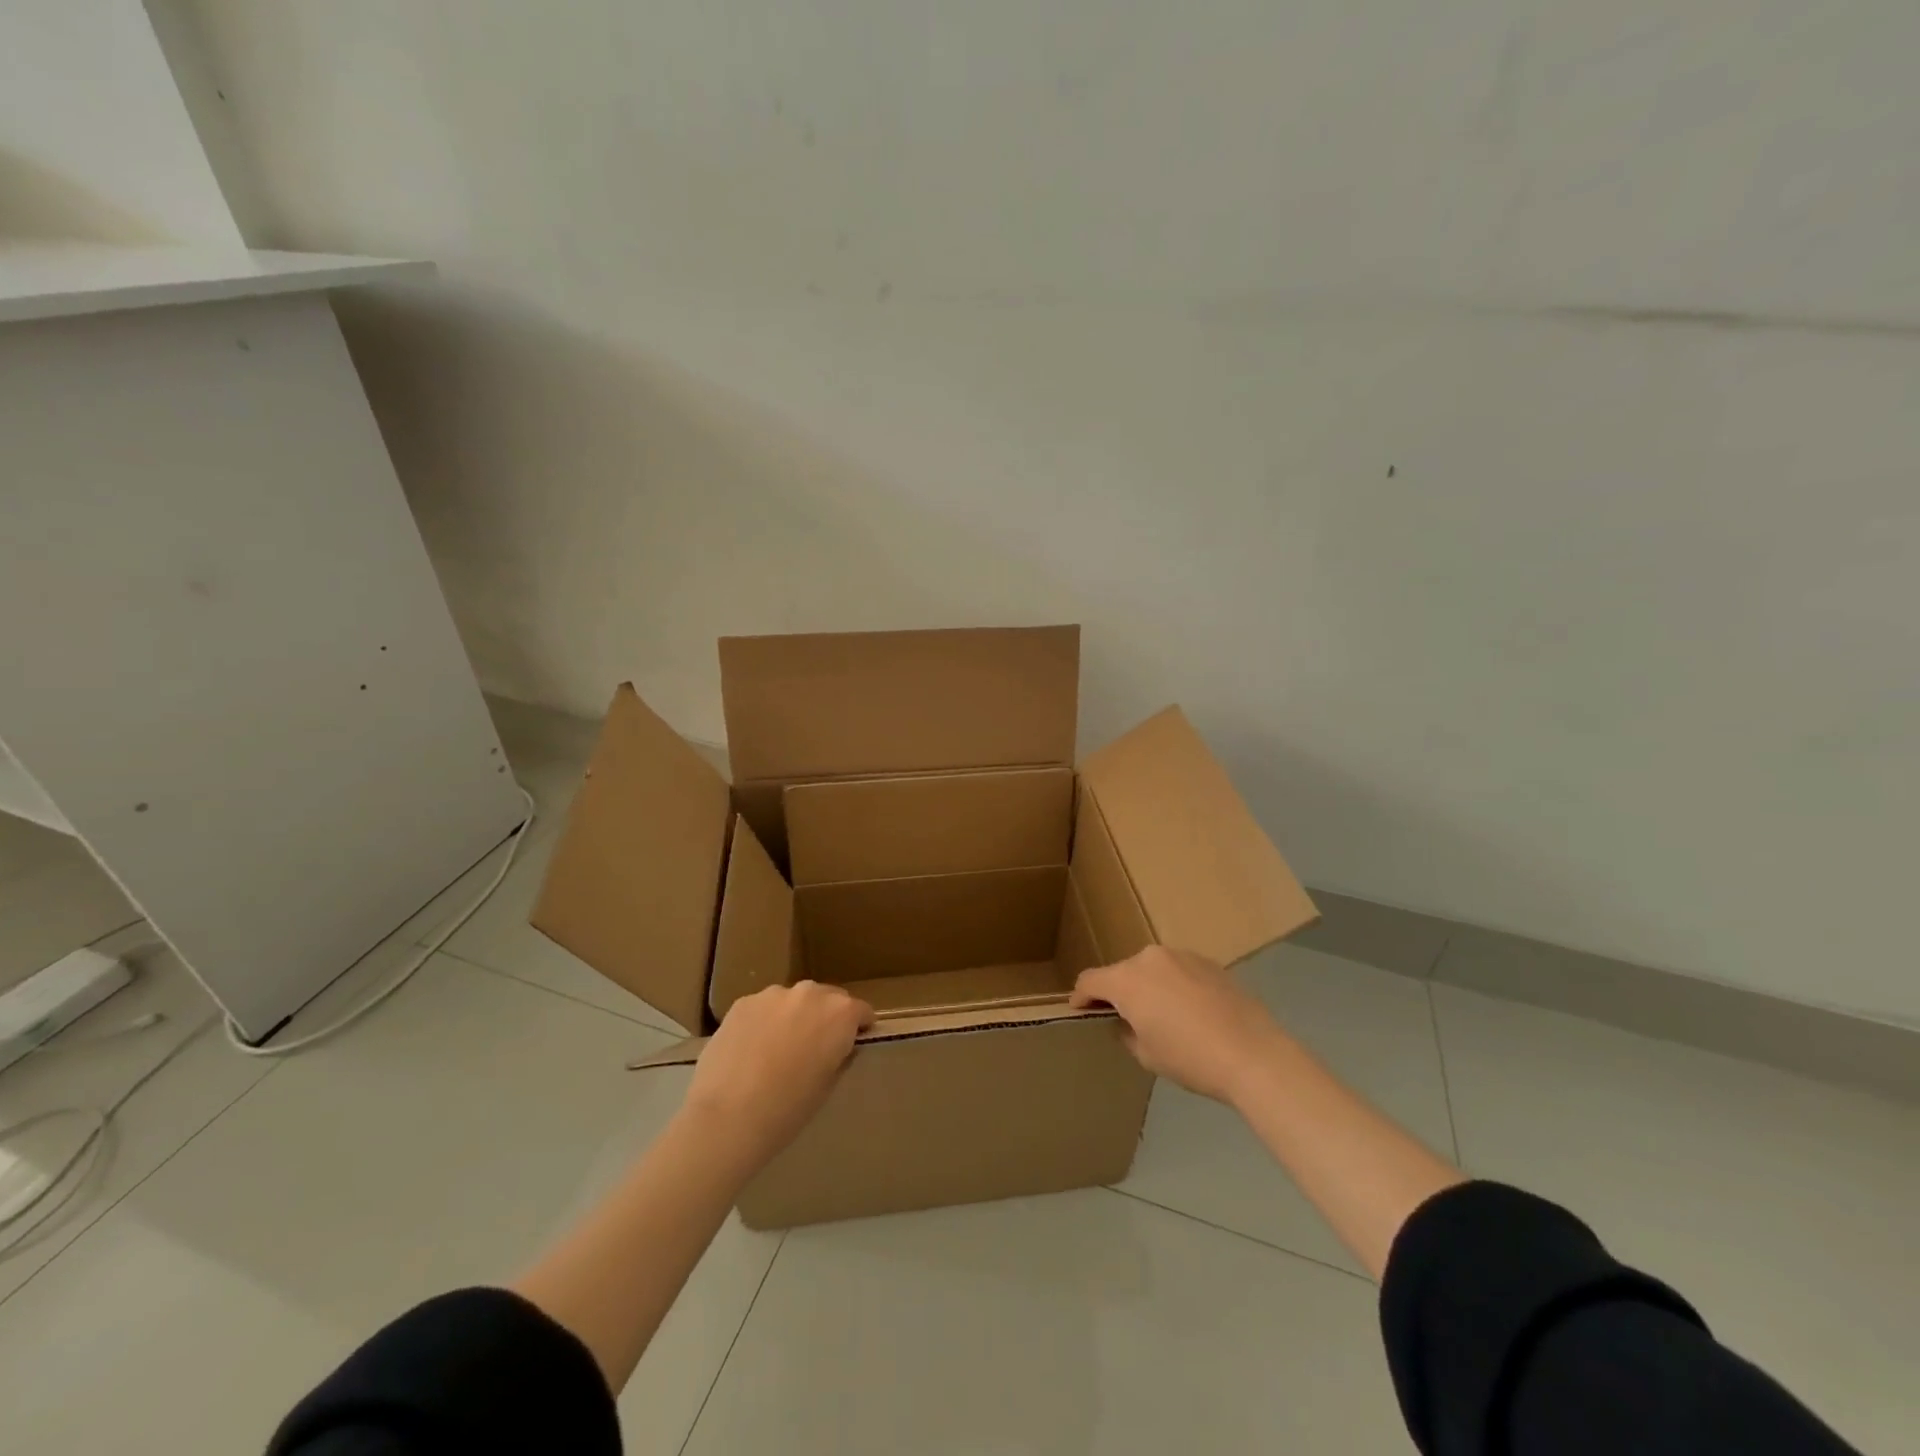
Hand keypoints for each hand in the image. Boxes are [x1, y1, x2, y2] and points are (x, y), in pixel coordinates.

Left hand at [682, 981, 872, 1166]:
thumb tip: (838, 1047)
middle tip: (812, 1049)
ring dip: (792, 1017)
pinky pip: (763, 1008)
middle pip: (827, 999)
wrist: (725, 1118)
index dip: (858, 1028)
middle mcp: (810, 993)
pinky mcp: (742, 1002)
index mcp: (840, 1013)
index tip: (851, 1046)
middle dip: (825, 1018)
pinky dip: (763, 1022)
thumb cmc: (787, 1110)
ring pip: (792, 1001)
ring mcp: (773, 994)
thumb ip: (839, 1056)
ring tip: (775, 1051)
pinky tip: (749, 1051)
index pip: (861, 1011)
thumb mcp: (827, 1086)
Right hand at [1071, 945, 1285, 1105]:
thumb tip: (1128, 1021)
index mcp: (1127, 979)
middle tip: (1125, 1018)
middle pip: (1122, 972)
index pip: (1090, 981)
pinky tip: (1191, 1011)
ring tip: (1162, 1015)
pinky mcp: (1208, 962)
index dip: (1080, 997)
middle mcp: (1150, 958)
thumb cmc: (1190, 1059)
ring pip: (1151, 969)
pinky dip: (1175, 986)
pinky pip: (1178, 971)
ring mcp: (1182, 955)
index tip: (1079, 1010)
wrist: (1253, 1054)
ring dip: (1148, 987)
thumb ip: (1127, 1032)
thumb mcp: (1147, 1054)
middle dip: (1118, 993)